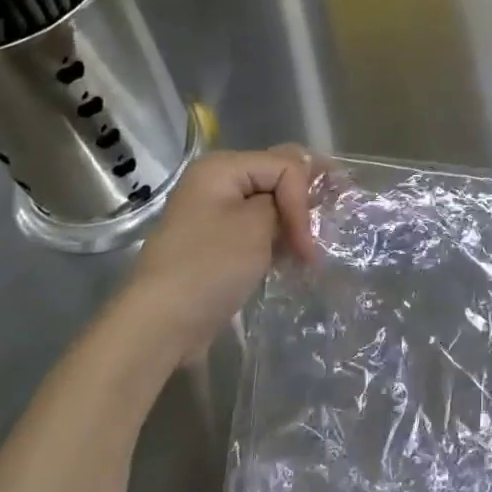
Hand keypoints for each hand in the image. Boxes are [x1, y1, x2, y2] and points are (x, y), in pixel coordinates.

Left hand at [125, 146, 317, 352]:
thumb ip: (285, 200)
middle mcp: (217, 181)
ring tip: (314, 245)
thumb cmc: (210, 267)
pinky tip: (295, 255)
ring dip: (294, 222)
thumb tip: (294, 206)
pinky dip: (279, 237)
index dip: (303, 200)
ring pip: (270, 203)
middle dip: (305, 200)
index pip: (285, 166)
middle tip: (332, 220)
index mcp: (223, 167)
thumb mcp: (257, 225)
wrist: (159, 326)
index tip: (308, 243)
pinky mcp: (218, 242)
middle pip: (277, 176)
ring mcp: (215, 212)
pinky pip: (258, 226)